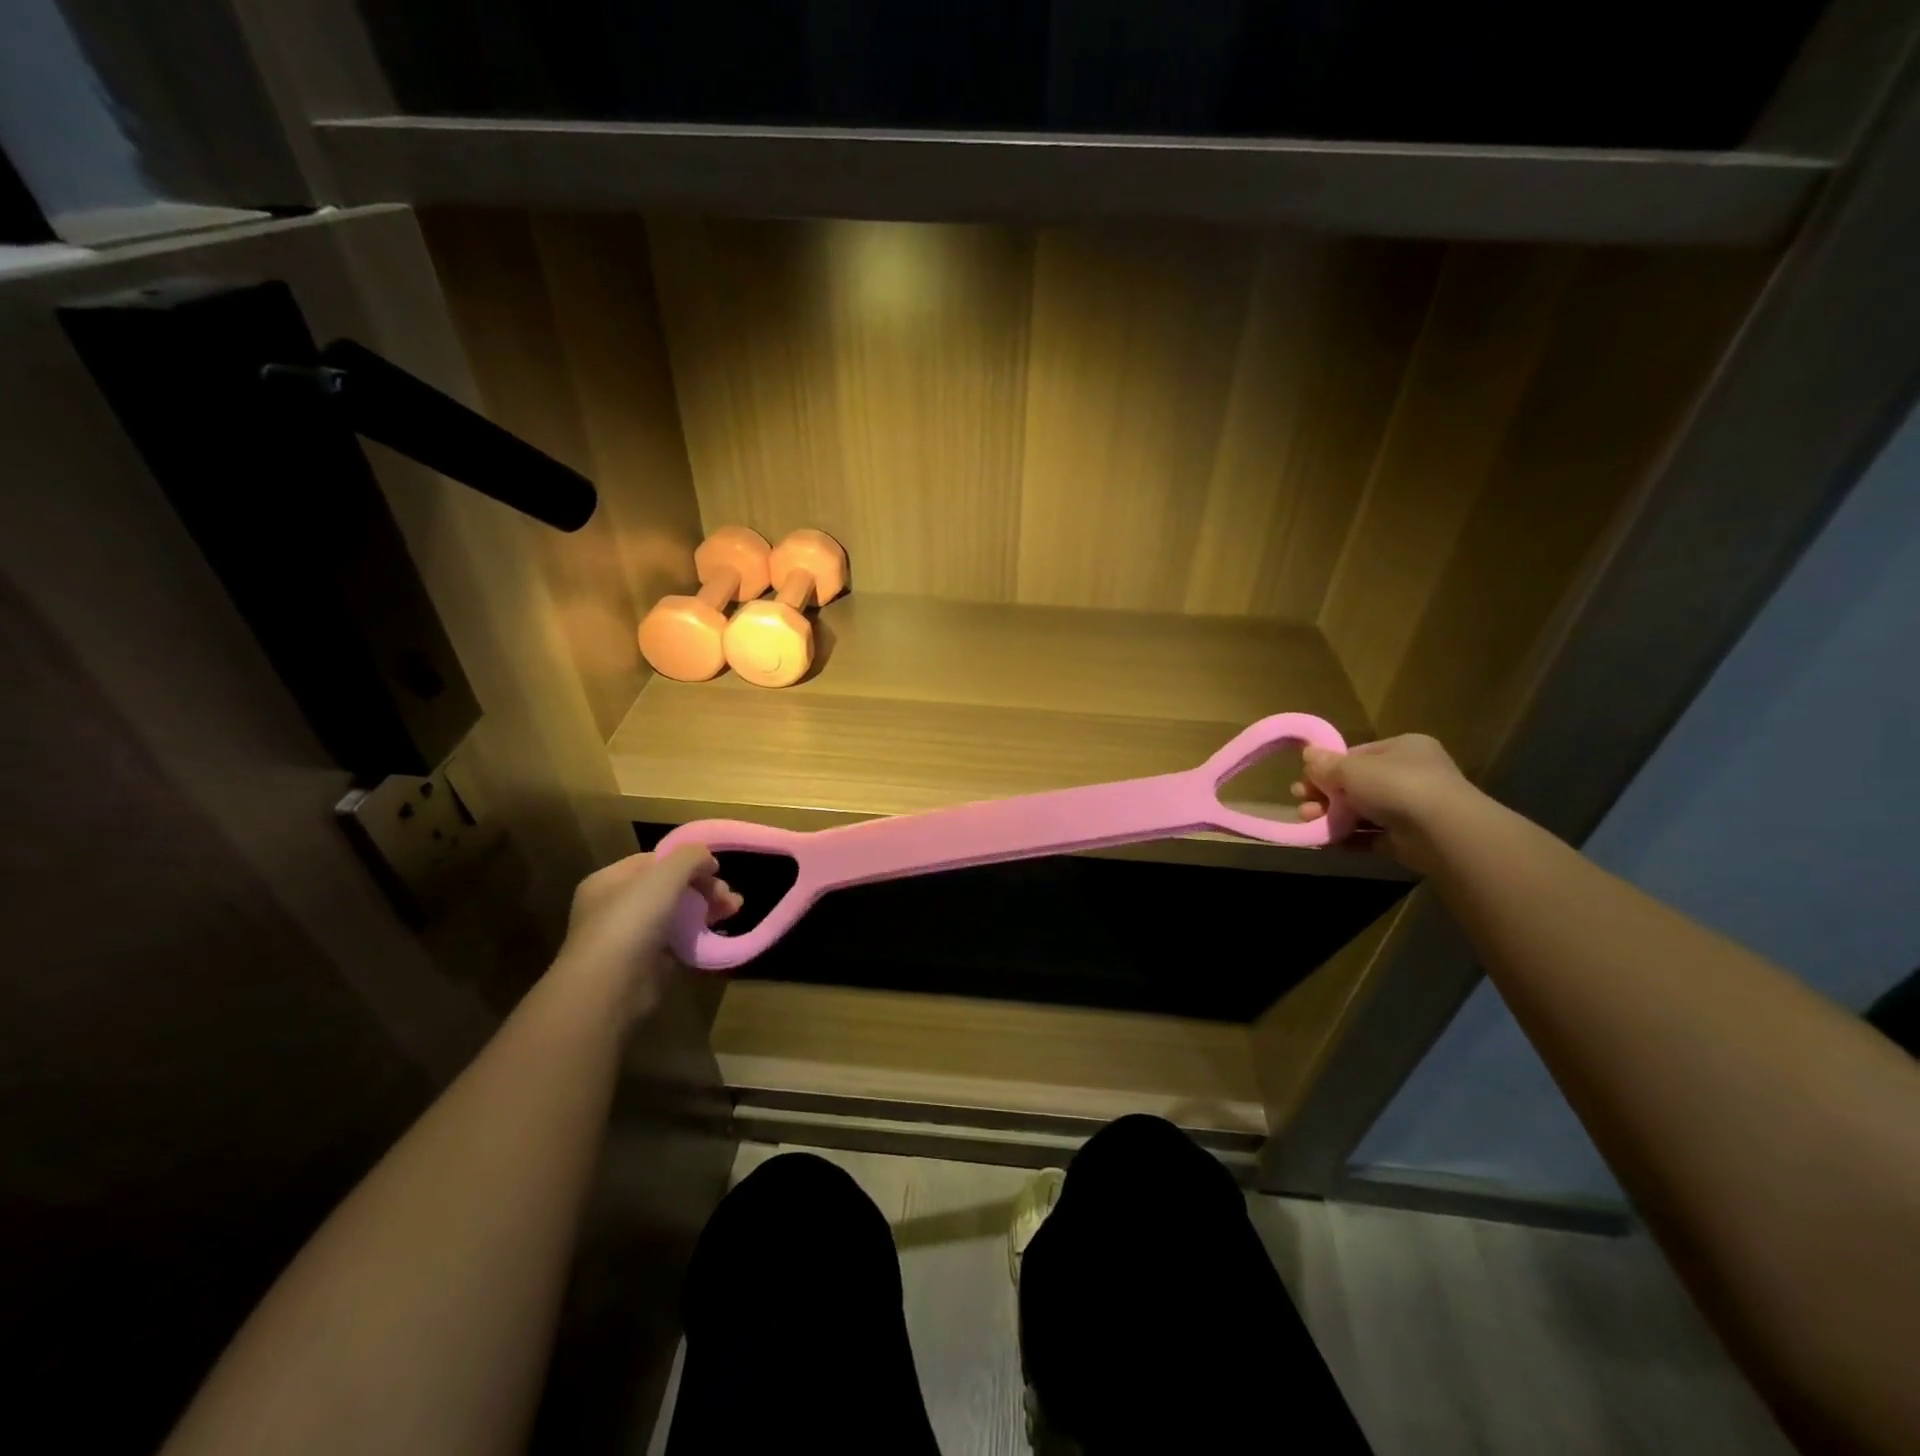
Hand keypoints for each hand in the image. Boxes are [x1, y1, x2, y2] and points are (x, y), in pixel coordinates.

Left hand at [553, 847, 741, 1020]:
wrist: (611, 988)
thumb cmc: (631, 920)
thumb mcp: (664, 875)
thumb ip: (690, 857)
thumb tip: (708, 859)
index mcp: (609, 881)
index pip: (653, 861)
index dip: (686, 861)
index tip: (715, 869)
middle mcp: (616, 906)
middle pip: (669, 887)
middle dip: (703, 887)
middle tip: (727, 896)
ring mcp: (632, 937)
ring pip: (677, 914)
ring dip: (707, 909)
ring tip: (733, 910)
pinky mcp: (647, 963)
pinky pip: (679, 941)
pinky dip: (699, 936)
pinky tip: (719, 934)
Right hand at [1292, 733, 1476, 872]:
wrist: (1442, 832)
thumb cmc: (1396, 785)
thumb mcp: (1352, 768)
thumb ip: (1328, 765)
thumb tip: (1308, 754)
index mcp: (1403, 749)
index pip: (1358, 754)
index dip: (1329, 766)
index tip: (1305, 778)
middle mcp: (1410, 775)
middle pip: (1357, 784)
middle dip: (1325, 794)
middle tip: (1300, 801)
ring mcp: (1411, 809)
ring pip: (1361, 811)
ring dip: (1332, 816)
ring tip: (1308, 821)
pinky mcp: (1408, 839)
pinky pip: (1371, 836)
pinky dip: (1348, 838)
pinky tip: (1325, 840)